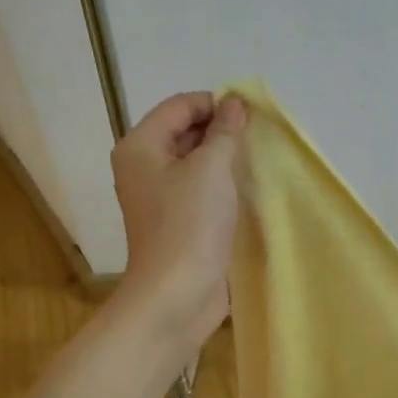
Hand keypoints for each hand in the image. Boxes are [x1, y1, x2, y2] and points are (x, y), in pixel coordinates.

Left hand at [111, 91, 247, 349]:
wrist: (176, 295)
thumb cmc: (190, 225)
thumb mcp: (211, 168)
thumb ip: (225, 131)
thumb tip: (234, 103)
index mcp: (141, 146)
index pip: (180, 106)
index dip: (216, 104)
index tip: (252, 118)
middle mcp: (144, 167)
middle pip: (185, 131)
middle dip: (221, 131)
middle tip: (257, 141)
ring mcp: (159, 197)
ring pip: (195, 163)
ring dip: (224, 160)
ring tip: (255, 164)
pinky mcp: (177, 222)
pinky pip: (200, 190)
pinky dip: (221, 186)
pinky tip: (245, 191)